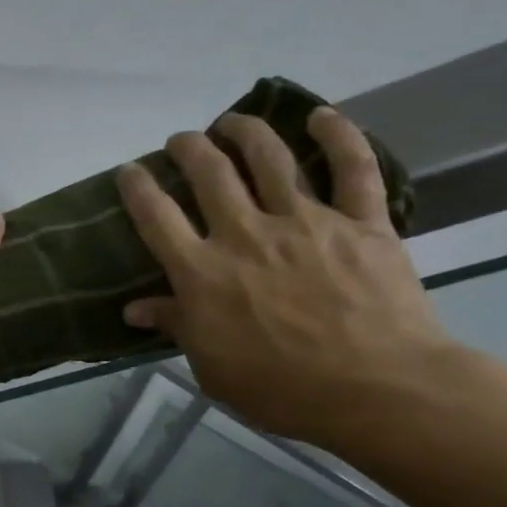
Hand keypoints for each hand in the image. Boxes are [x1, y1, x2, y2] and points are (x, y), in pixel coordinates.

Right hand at [117, 107, 457, 446]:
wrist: (377, 390)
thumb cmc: (280, 388)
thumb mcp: (210, 365)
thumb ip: (176, 325)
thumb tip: (134, 309)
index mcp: (202, 272)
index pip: (156, 217)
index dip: (137, 187)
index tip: (129, 170)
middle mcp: (245, 234)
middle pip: (209, 174)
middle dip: (189, 148)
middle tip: (181, 140)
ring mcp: (306, 222)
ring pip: (270, 158)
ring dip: (246, 131)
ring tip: (232, 120)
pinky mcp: (362, 222)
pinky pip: (353, 168)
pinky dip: (338, 136)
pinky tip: (321, 116)